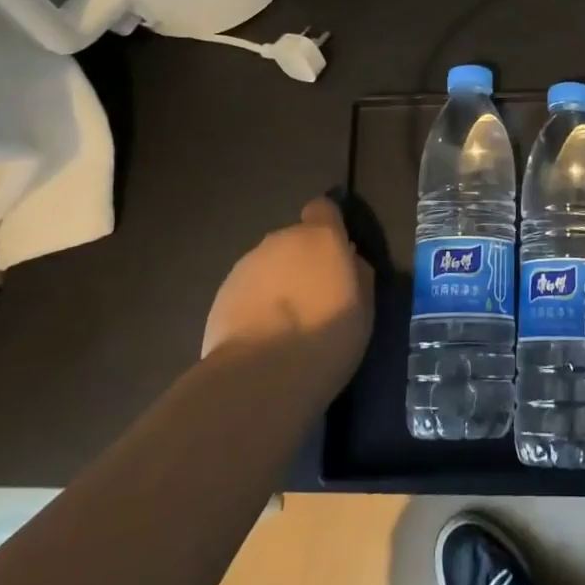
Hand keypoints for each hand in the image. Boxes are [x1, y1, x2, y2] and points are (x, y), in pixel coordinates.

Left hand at [201, 196, 374, 393]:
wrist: (259, 376)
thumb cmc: (326, 337)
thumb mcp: (363, 307)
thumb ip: (357, 273)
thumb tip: (350, 259)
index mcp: (321, 236)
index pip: (323, 208)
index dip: (329, 226)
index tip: (335, 253)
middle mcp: (282, 240)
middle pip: (294, 240)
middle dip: (302, 262)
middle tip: (312, 300)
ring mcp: (247, 265)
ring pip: (268, 265)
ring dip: (277, 283)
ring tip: (284, 325)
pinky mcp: (221, 294)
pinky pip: (246, 290)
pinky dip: (254, 305)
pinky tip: (260, 338)